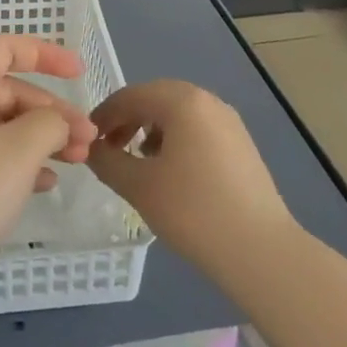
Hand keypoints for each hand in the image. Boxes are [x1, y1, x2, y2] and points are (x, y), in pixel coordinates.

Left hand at [0, 35, 98, 313]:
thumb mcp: (18, 152)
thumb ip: (48, 124)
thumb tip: (55, 121)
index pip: (3, 48)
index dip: (44, 53)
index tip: (79, 72)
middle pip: (7, 90)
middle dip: (51, 110)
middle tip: (88, 138)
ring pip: (2, 127)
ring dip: (41, 138)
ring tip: (78, 160)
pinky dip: (20, 163)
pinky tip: (46, 184)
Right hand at [88, 80, 299, 286]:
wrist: (260, 250)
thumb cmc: (192, 210)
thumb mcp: (138, 186)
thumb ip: (107, 161)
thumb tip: (91, 149)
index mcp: (182, 101)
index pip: (130, 96)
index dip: (104, 115)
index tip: (87, 139)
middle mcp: (207, 100)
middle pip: (156, 99)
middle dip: (128, 120)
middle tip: (109, 148)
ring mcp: (229, 121)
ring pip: (178, 114)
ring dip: (151, 129)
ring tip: (138, 161)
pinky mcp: (241, 144)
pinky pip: (198, 129)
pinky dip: (176, 140)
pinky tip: (170, 171)